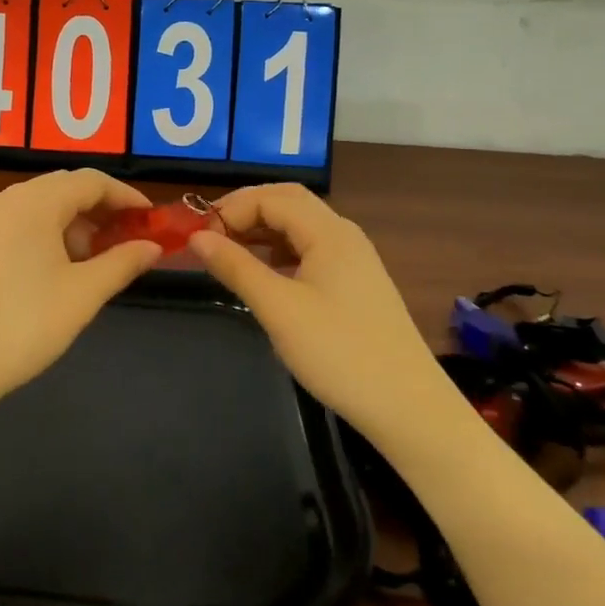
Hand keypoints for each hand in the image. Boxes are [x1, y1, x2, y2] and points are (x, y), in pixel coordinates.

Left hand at [0, 170, 163, 414]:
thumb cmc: (21, 326)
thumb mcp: (82, 295)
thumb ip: (122, 263)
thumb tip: (153, 246)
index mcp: (35, 201)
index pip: (92, 181)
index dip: (128, 198)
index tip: (153, 222)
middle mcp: (8, 199)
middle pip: (66, 188)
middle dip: (103, 211)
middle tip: (131, 241)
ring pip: (43, 207)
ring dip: (77, 225)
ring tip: (99, 263)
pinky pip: (22, 224)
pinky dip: (50, 236)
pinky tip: (61, 271)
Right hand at [189, 183, 455, 443]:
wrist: (407, 406)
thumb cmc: (338, 353)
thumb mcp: (278, 309)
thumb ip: (236, 267)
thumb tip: (197, 238)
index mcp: (329, 232)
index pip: (271, 198)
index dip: (231, 209)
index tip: (200, 238)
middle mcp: (343, 235)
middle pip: (288, 202)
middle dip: (246, 210)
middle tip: (211, 235)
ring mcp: (353, 259)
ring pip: (300, 226)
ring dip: (262, 230)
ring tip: (229, 253)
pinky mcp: (355, 283)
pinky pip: (311, 249)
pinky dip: (280, 251)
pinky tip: (264, 274)